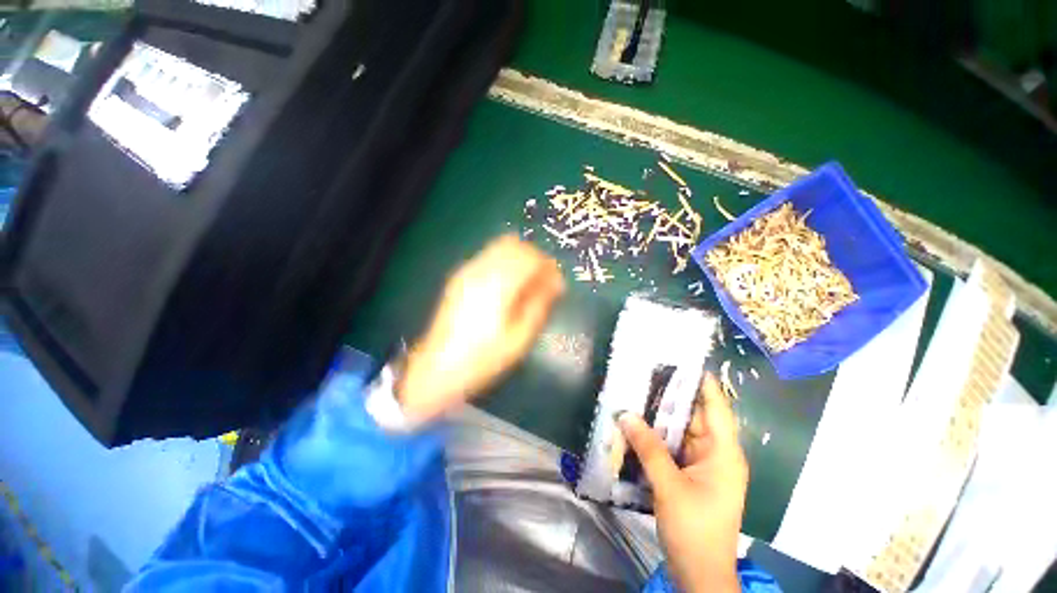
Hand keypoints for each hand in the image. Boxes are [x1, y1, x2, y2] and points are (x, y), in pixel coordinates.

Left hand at [397, 235, 564, 424]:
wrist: (439, 367)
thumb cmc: (485, 356)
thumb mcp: (520, 336)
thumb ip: (540, 303)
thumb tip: (556, 281)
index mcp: (498, 284)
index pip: (530, 256)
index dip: (548, 264)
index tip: (556, 281)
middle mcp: (481, 269)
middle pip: (514, 244)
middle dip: (534, 257)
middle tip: (543, 280)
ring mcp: (467, 271)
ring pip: (499, 247)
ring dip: (518, 258)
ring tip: (526, 282)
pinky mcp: (459, 277)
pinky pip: (487, 256)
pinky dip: (503, 262)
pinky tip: (506, 285)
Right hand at [618, 373, 747, 592]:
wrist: (699, 573)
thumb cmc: (694, 530)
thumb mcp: (669, 486)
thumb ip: (648, 448)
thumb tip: (626, 415)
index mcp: (723, 453)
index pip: (716, 407)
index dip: (702, 382)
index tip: (682, 360)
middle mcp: (715, 453)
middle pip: (694, 415)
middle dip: (671, 396)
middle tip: (647, 374)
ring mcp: (702, 464)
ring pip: (681, 430)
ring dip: (660, 416)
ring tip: (638, 393)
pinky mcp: (689, 473)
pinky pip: (673, 445)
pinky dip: (657, 435)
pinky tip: (639, 424)